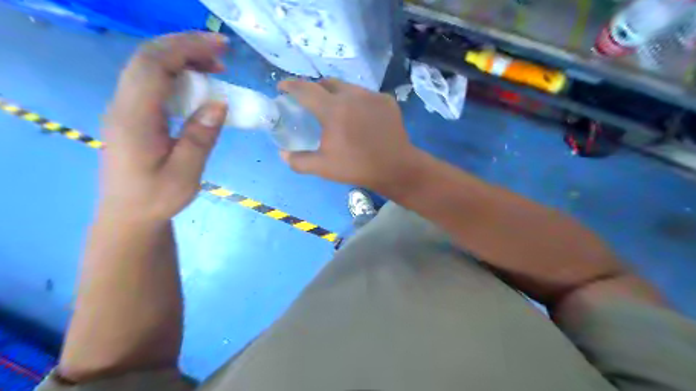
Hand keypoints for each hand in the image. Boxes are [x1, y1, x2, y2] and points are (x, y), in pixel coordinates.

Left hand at [101, 32, 227, 221]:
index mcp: (134, 118)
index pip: (154, 66)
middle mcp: (123, 105)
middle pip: (148, 58)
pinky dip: (177, 74)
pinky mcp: (133, 114)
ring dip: (182, 59)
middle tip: (223, 54)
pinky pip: (153, 82)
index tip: (221, 48)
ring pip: (149, 67)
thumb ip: (200, 137)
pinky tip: (198, 86)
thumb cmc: (157, 198)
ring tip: (215, 68)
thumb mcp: (185, 173)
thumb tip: (219, 103)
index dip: (186, 48)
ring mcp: (125, 108)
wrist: (129, 215)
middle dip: (186, 47)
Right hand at [279, 78, 421, 192]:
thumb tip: (283, 154)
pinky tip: (360, 118)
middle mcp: (351, 95)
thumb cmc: (357, 167)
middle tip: (312, 102)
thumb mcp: (323, 167)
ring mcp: (372, 96)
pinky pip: (366, 95)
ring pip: (348, 87)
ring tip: (337, 110)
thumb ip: (299, 161)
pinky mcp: (387, 101)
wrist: (395, 168)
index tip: (282, 87)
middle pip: (327, 83)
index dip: (290, 86)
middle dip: (315, 88)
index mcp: (333, 109)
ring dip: (337, 94)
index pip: (305, 89)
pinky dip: (357, 102)